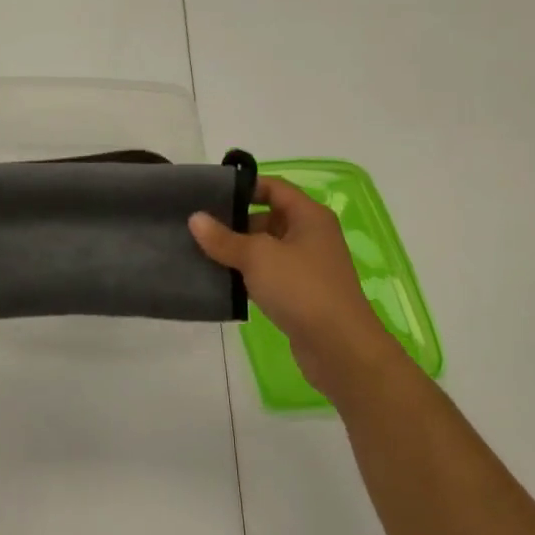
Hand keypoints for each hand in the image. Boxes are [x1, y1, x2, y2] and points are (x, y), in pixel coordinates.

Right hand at [189, 178, 401, 401]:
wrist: (339, 347)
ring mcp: (306, 267)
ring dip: (237, 252)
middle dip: (234, 222)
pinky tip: (219, 281)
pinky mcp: (299, 294)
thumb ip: (224, 238)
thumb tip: (195, 219)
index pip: (273, 187)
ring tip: (199, 252)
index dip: (243, 186)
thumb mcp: (258, 257)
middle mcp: (310, 236)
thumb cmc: (301, 288)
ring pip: (265, 249)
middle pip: (267, 217)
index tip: (209, 194)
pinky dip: (246, 276)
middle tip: (196, 227)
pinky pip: (267, 276)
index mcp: (309, 216)